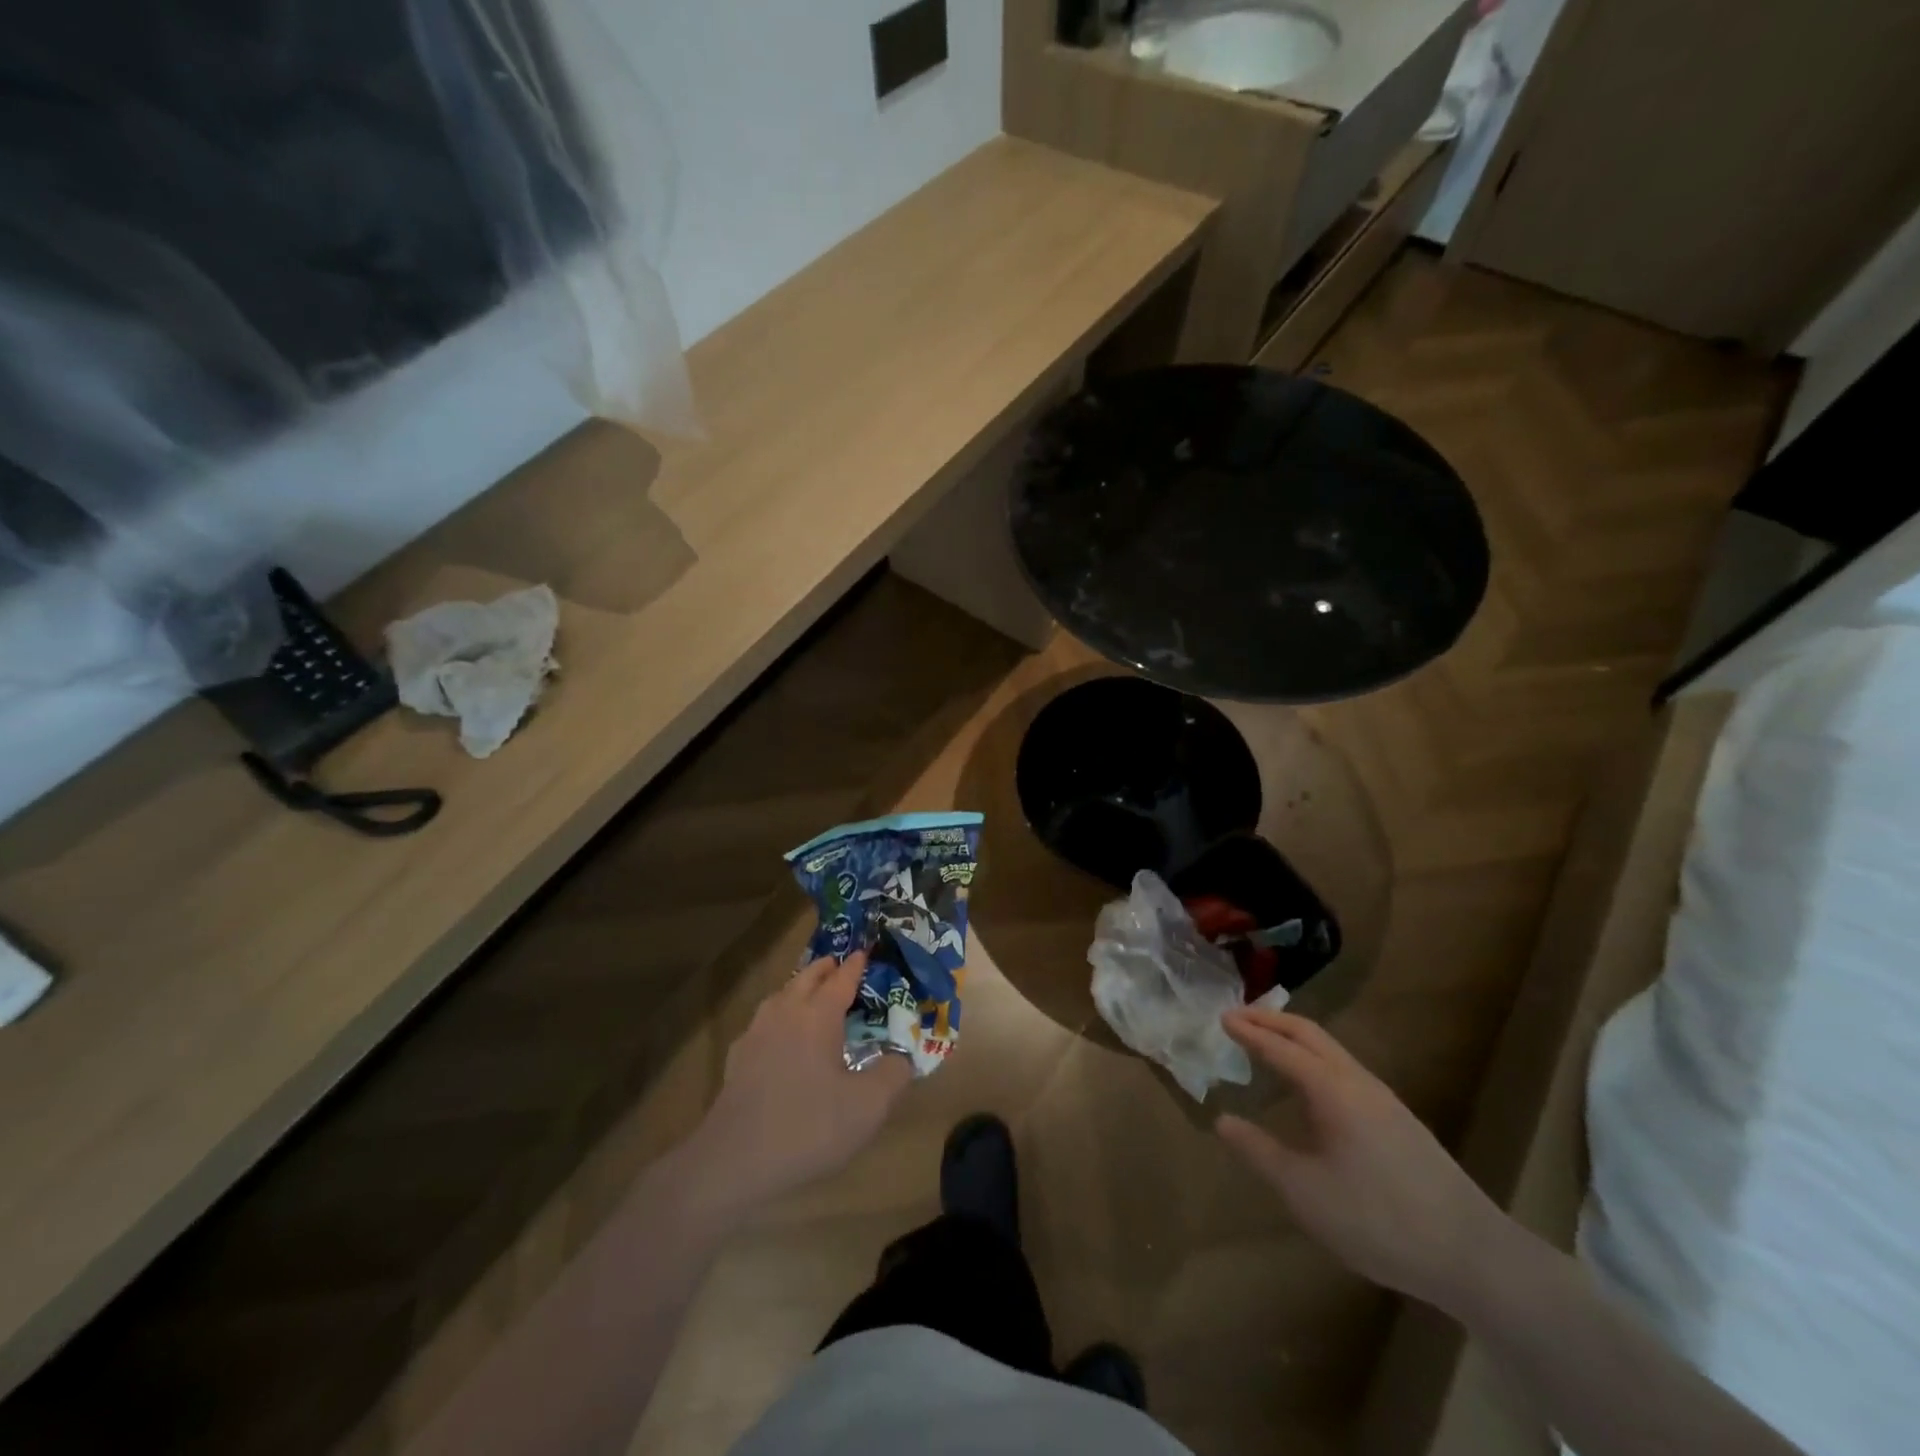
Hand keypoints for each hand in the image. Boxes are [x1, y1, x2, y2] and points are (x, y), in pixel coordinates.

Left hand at [683, 953, 912, 1217]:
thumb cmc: (808, 1127)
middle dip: (824, 969)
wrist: (733, 1162)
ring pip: (780, 996)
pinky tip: (777, 1037)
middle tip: (838, 965)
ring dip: (798, 988)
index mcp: (818, 1016)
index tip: (864, 951)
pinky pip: (761, 1024)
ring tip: (810, 994)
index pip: (841, 980)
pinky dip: (776, 1017)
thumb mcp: (868, 1107)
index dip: (855, 966)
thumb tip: (903, 1056)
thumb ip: (894, 1075)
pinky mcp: (737, 1060)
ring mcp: (756, 1035)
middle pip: (806, 979)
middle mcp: (785, 1014)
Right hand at [1216, 1007, 1507, 1312]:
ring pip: (1332, 1050)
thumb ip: (1259, 1152)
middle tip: (1238, 1017)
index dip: (1249, 1031)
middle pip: (1310, 1034)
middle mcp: (1358, 1082)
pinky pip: (1345, 1069)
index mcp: (1332, 1090)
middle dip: (1272, 1020)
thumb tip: (1222, 1120)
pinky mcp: (1400, 1122)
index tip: (1221, 1017)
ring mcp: (1384, 1100)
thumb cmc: (1377, 1219)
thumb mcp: (1304, 1192)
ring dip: (1295, 1038)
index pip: (1280, 1047)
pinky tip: (1311, 1087)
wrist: (1474, 1257)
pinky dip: (1315, 1059)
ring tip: (1268, 1043)